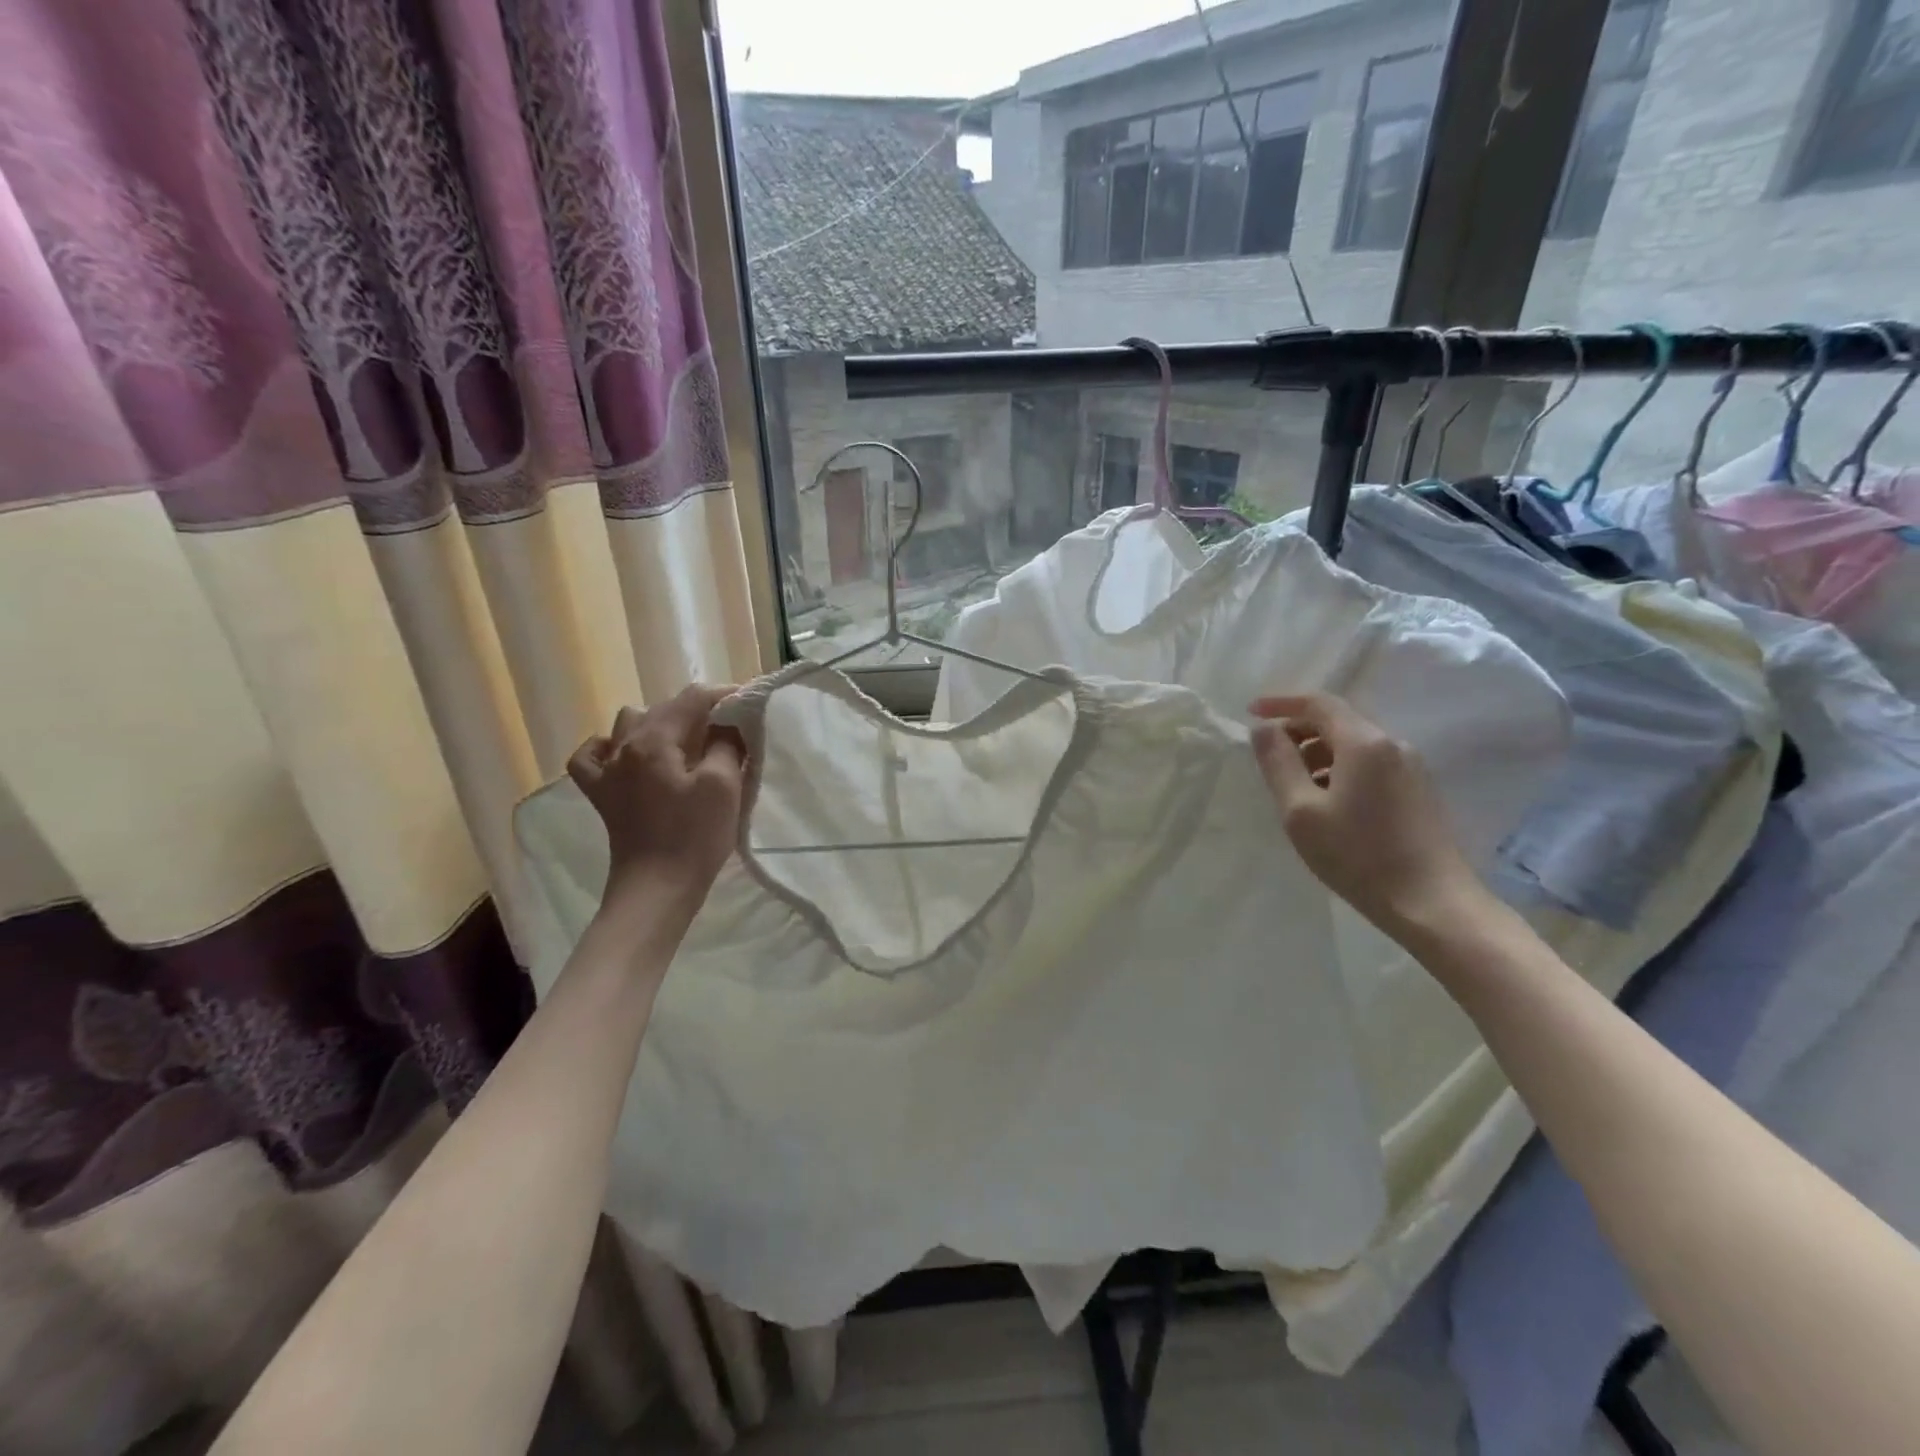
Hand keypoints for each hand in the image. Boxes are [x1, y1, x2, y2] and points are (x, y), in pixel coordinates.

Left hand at [567, 684, 745, 911]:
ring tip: (686, 742)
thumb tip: (727, 725)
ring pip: (628, 724)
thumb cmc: (694, 836)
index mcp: (653, 740)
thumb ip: (726, 744)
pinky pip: (592, 757)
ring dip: (659, 724)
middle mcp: (623, 747)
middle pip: (662, 708)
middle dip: (697, 710)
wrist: (657, 889)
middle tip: (730, 727)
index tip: (750, 702)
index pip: (691, 698)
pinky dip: (609, 747)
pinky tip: (625, 754)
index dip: (724, 694)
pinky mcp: (602, 795)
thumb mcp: (723, 785)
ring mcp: (606, 771)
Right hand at [1250, 693, 1487, 936]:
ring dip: (1318, 753)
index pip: (1318, 703)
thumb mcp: (1301, 810)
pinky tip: (1326, 803)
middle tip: (1268, 756)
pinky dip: (1339, 769)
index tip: (1251, 712)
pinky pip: (1370, 764)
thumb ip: (1278, 763)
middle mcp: (1392, 745)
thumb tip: (1263, 729)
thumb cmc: (1358, 855)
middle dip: (1298, 730)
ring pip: (1354, 744)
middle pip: (1338, 721)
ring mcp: (1411, 768)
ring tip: (1293, 786)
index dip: (1281, 702)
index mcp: (1364, 742)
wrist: (1433, 904)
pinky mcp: (1418, 791)